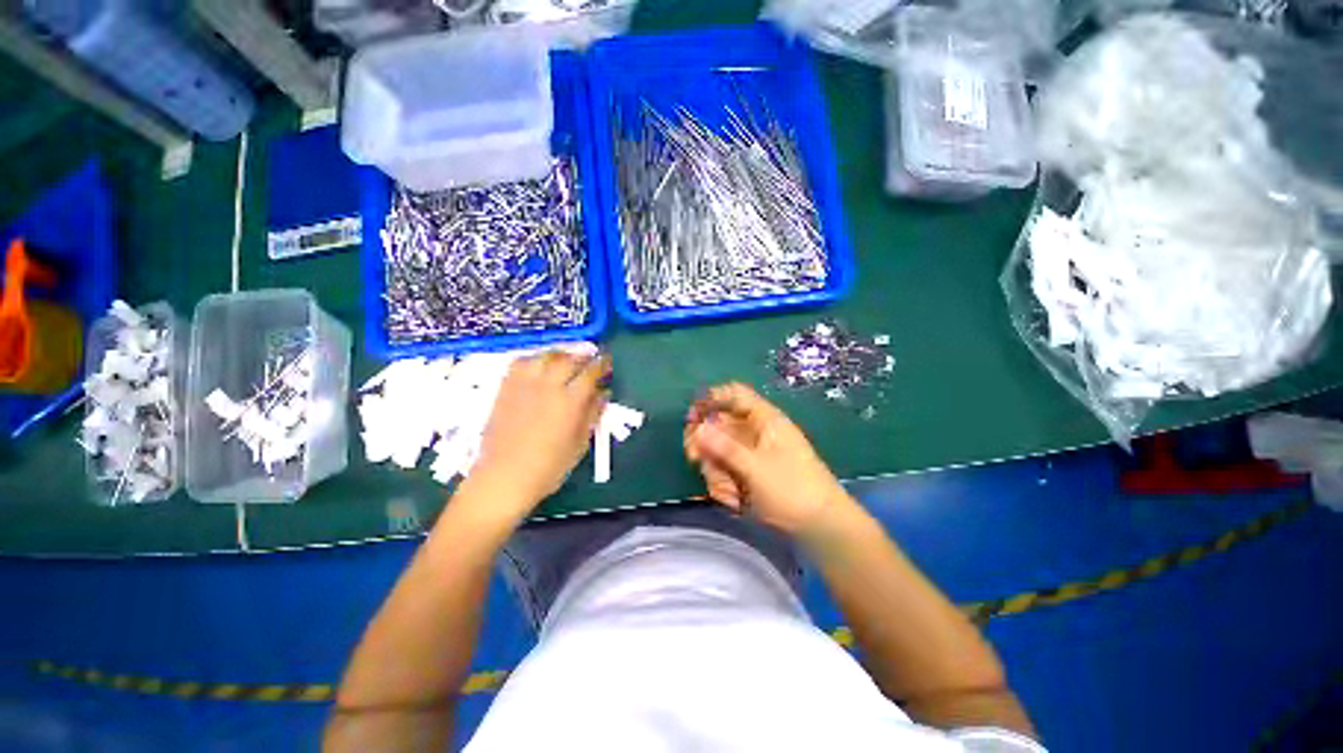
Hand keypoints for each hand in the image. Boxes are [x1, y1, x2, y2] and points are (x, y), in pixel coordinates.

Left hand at [472, 351, 609, 514]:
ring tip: (566, 358)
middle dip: (583, 355)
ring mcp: (524, 385)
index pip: (590, 372)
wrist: (504, 477)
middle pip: (569, 359)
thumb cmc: (549, 467)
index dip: (601, 363)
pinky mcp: (506, 388)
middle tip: (590, 358)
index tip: (606, 360)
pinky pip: (521, 362)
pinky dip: (535, 358)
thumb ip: (593, 414)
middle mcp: (548, 386)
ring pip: (545, 356)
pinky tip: (539, 365)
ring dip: (560, 353)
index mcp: (570, 401)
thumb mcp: (580, 444)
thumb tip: (604, 393)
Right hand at [684, 383, 847, 535]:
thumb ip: (725, 447)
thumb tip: (698, 428)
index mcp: (764, 420)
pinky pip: (725, 473)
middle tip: (695, 458)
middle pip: (719, 426)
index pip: (734, 395)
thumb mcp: (757, 467)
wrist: (821, 527)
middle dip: (705, 444)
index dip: (711, 399)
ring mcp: (751, 455)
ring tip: (732, 492)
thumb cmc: (793, 490)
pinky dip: (725, 487)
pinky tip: (737, 502)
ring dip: (717, 473)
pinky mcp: (748, 475)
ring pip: (718, 453)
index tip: (691, 415)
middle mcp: (755, 433)